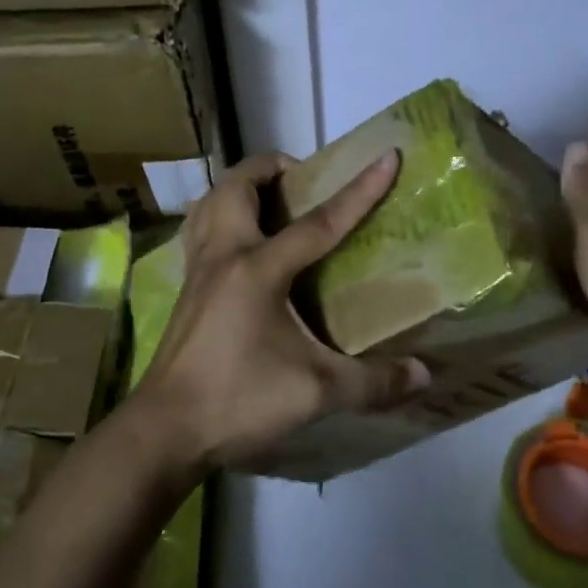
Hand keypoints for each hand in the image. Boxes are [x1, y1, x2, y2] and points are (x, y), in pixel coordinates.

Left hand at [132, 150, 430, 472]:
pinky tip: (240, 243)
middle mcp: (225, 254)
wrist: (164, 430)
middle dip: (274, 168)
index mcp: (259, 269)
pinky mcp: (186, 287)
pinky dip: (221, 215)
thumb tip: (423, 375)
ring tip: (271, 200)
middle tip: (304, 183)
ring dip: (241, 187)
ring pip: (211, 200)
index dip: (359, 190)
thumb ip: (372, 382)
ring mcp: (199, 268)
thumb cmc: (238, 400)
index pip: (319, 221)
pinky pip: (200, 228)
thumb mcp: (315, 393)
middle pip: (239, 185)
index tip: (387, 157)